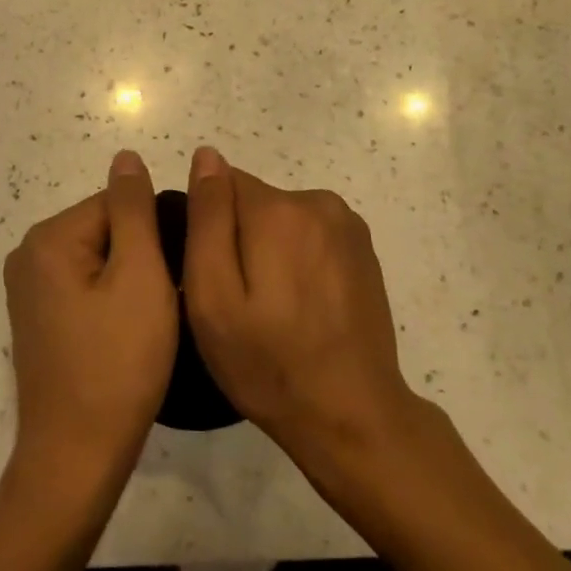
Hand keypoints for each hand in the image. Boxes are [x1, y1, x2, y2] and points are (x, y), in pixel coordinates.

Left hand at [2, 151, 177, 486]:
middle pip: (105, 229)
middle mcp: (28, 254)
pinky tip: (126, 334)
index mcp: (49, 237)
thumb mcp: (139, 276)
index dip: (155, 234)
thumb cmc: (118, 363)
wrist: (77, 456)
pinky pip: (84, 287)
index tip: (174, 275)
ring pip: (98, 260)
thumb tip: (126, 156)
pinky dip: (110, 300)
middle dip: (140, 256)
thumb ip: (134, 209)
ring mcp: (28, 289)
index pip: (117, 203)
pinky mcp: (36, 319)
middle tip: (165, 302)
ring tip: (150, 321)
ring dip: (129, 280)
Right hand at [182, 147, 423, 476]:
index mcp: (279, 210)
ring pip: (282, 219)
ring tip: (271, 308)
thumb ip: (207, 219)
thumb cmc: (269, 363)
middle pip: (253, 201)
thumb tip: (206, 156)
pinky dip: (298, 259)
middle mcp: (317, 201)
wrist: (352, 415)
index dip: (207, 228)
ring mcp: (347, 224)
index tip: (212, 275)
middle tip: (239, 301)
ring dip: (269, 249)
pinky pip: (310, 235)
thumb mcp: (213, 297)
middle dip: (239, 238)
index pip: (221, 186)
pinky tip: (302, 307)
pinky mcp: (363, 249)